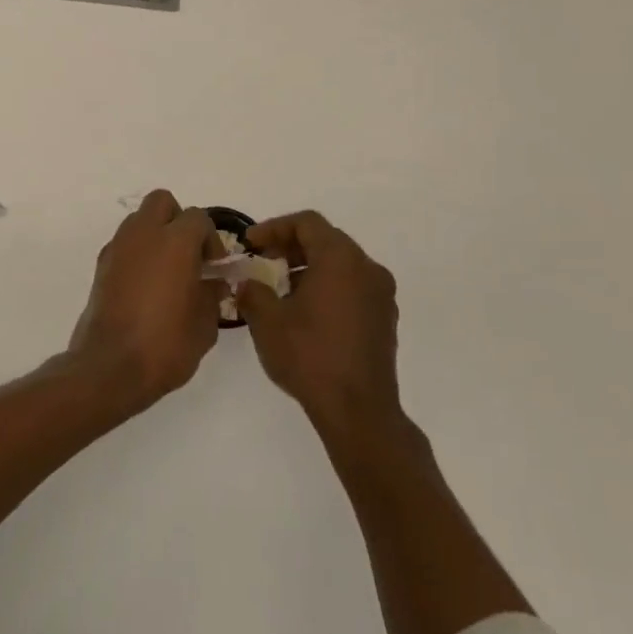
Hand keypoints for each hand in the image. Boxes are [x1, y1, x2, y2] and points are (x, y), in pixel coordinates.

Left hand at [69, 189, 225, 404]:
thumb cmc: (165, 345)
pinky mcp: (100, 267)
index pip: (198, 218)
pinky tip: (146, 286)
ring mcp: (117, 249)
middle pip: (161, 203)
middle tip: (189, 255)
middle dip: (178, 221)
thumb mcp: (205, 325)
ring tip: (167, 272)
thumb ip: (212, 295)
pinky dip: (137, 254)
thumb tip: (212, 283)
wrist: (109, 367)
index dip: (211, 239)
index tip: (214, 267)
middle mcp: (142, 235)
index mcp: (174, 242)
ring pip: (138, 221)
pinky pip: (124, 244)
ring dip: (155, 235)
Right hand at [235, 211, 401, 435]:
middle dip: (291, 247)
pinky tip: (304, 313)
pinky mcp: (384, 319)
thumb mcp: (267, 321)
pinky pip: (352, 287)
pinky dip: (327, 287)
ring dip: (308, 268)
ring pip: (341, 265)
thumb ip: (253, 291)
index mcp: (341, 260)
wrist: (358, 410)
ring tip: (279, 289)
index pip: (307, 223)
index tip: (251, 243)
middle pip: (327, 240)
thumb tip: (248, 282)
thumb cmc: (310, 357)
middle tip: (262, 261)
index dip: (274, 227)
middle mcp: (368, 269)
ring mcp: (381, 295)